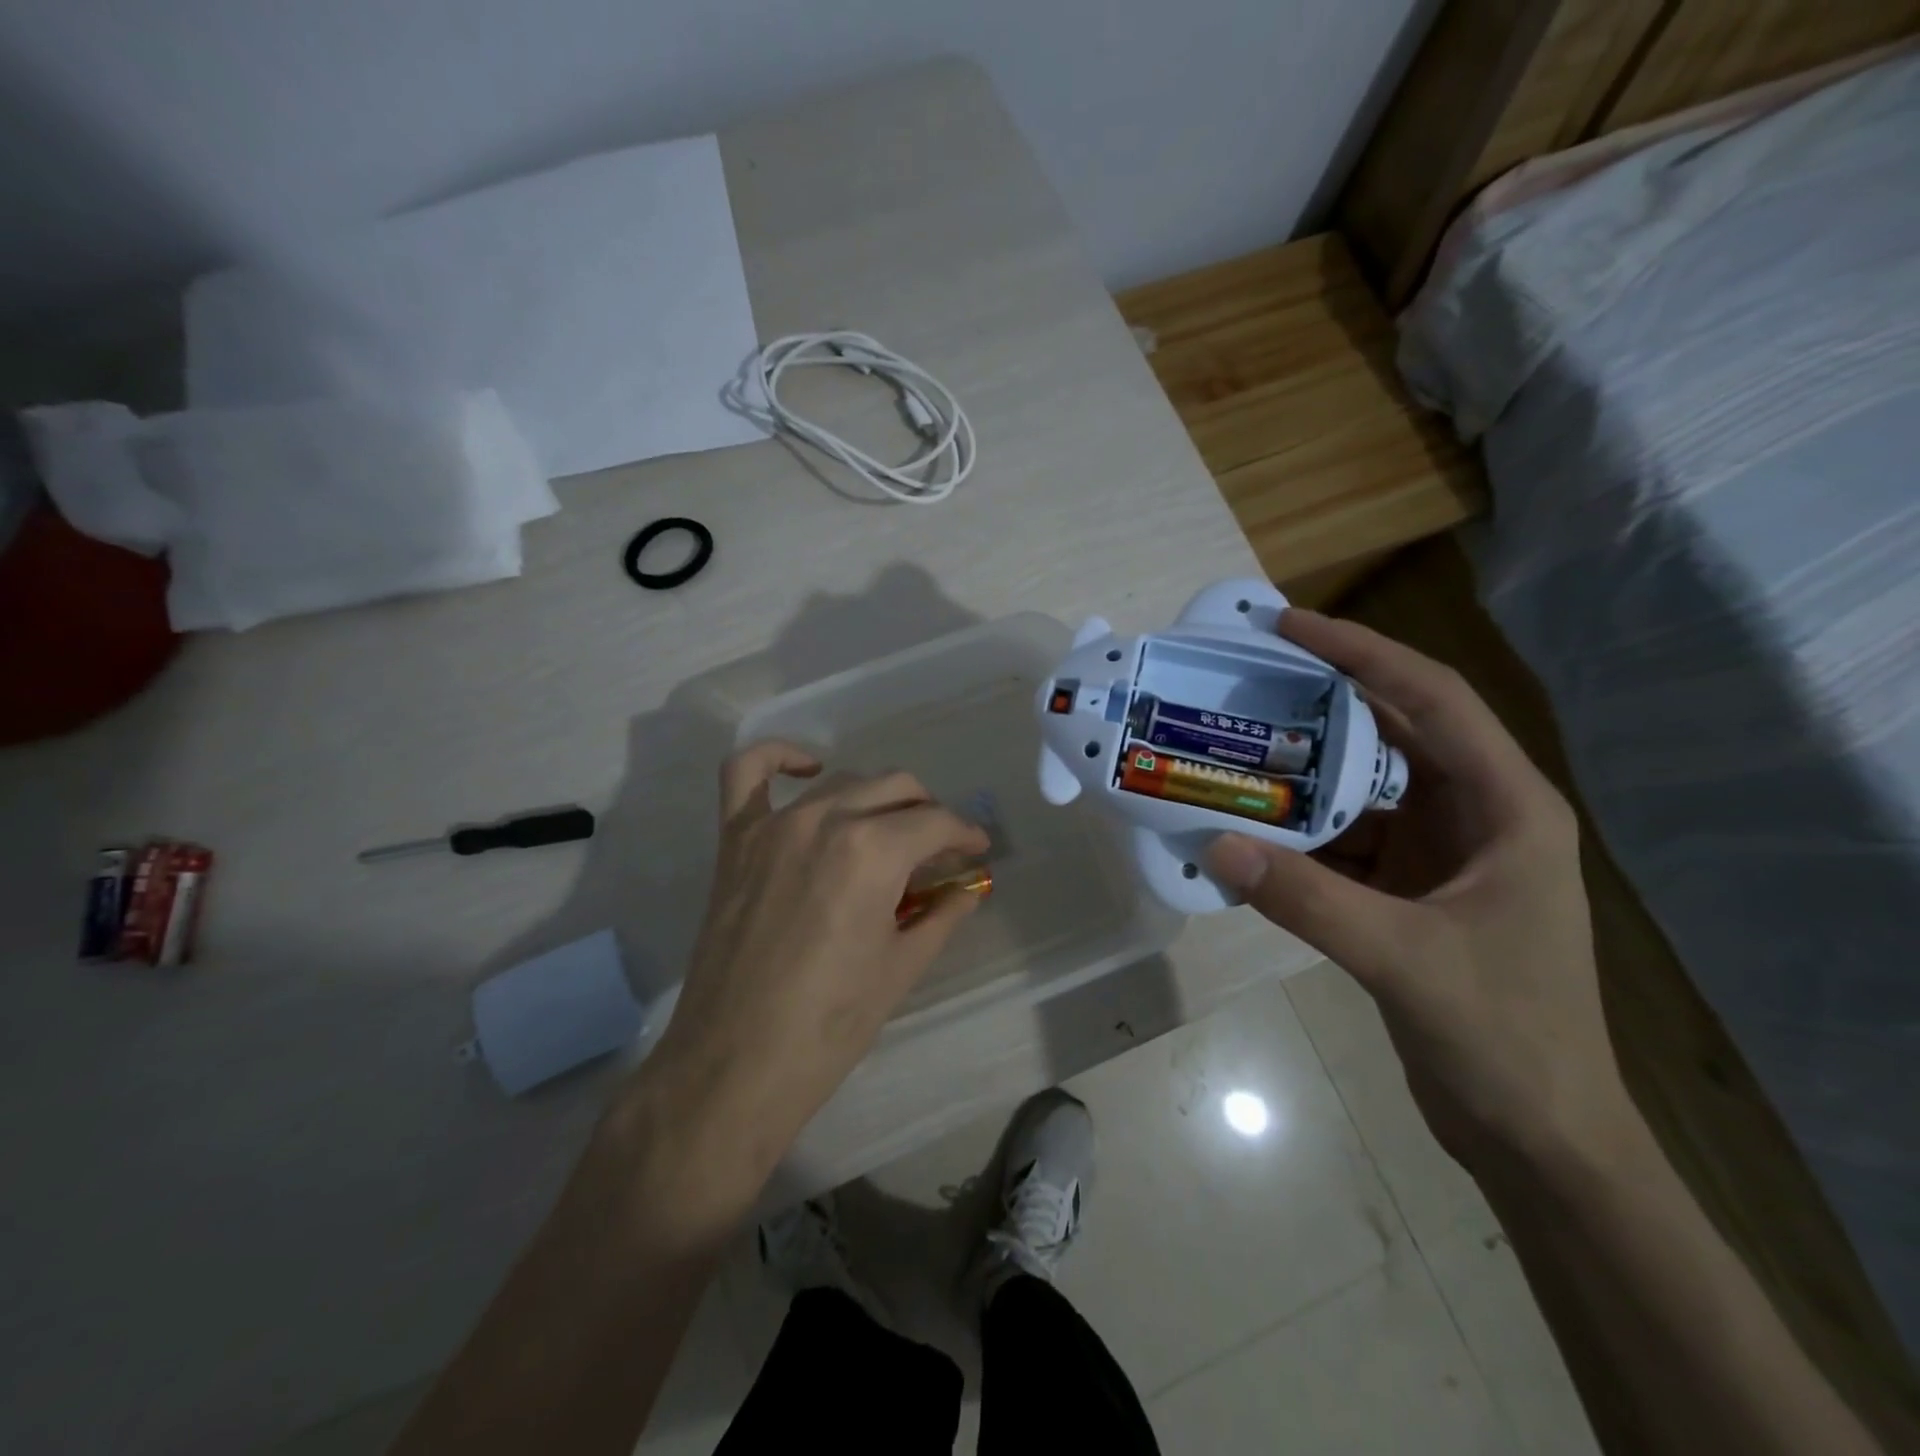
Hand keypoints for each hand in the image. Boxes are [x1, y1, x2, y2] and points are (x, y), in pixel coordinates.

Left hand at [636, 742, 989, 1197]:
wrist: (735, 1064)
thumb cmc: (830, 1024)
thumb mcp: (902, 966)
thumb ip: (942, 913)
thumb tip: (970, 887)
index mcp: (873, 851)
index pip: (936, 823)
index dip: (966, 834)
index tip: (978, 850)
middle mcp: (826, 818)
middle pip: (896, 789)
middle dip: (929, 814)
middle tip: (940, 849)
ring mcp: (774, 823)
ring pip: (843, 781)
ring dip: (877, 798)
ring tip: (890, 830)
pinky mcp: (736, 838)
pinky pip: (748, 772)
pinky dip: (780, 758)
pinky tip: (809, 769)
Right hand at [1205, 610, 1630, 1175]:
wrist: (1539, 1134)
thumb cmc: (1505, 1039)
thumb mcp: (1405, 960)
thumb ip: (1308, 900)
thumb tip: (1215, 844)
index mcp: (1508, 807)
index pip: (1432, 700)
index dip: (1362, 653)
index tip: (1289, 626)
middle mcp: (1478, 813)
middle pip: (1395, 729)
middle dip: (1324, 697)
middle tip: (1248, 674)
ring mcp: (1442, 852)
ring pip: (1364, 785)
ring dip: (1304, 767)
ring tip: (1235, 743)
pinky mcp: (1410, 888)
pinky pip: (1346, 837)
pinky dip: (1300, 829)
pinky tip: (1250, 826)